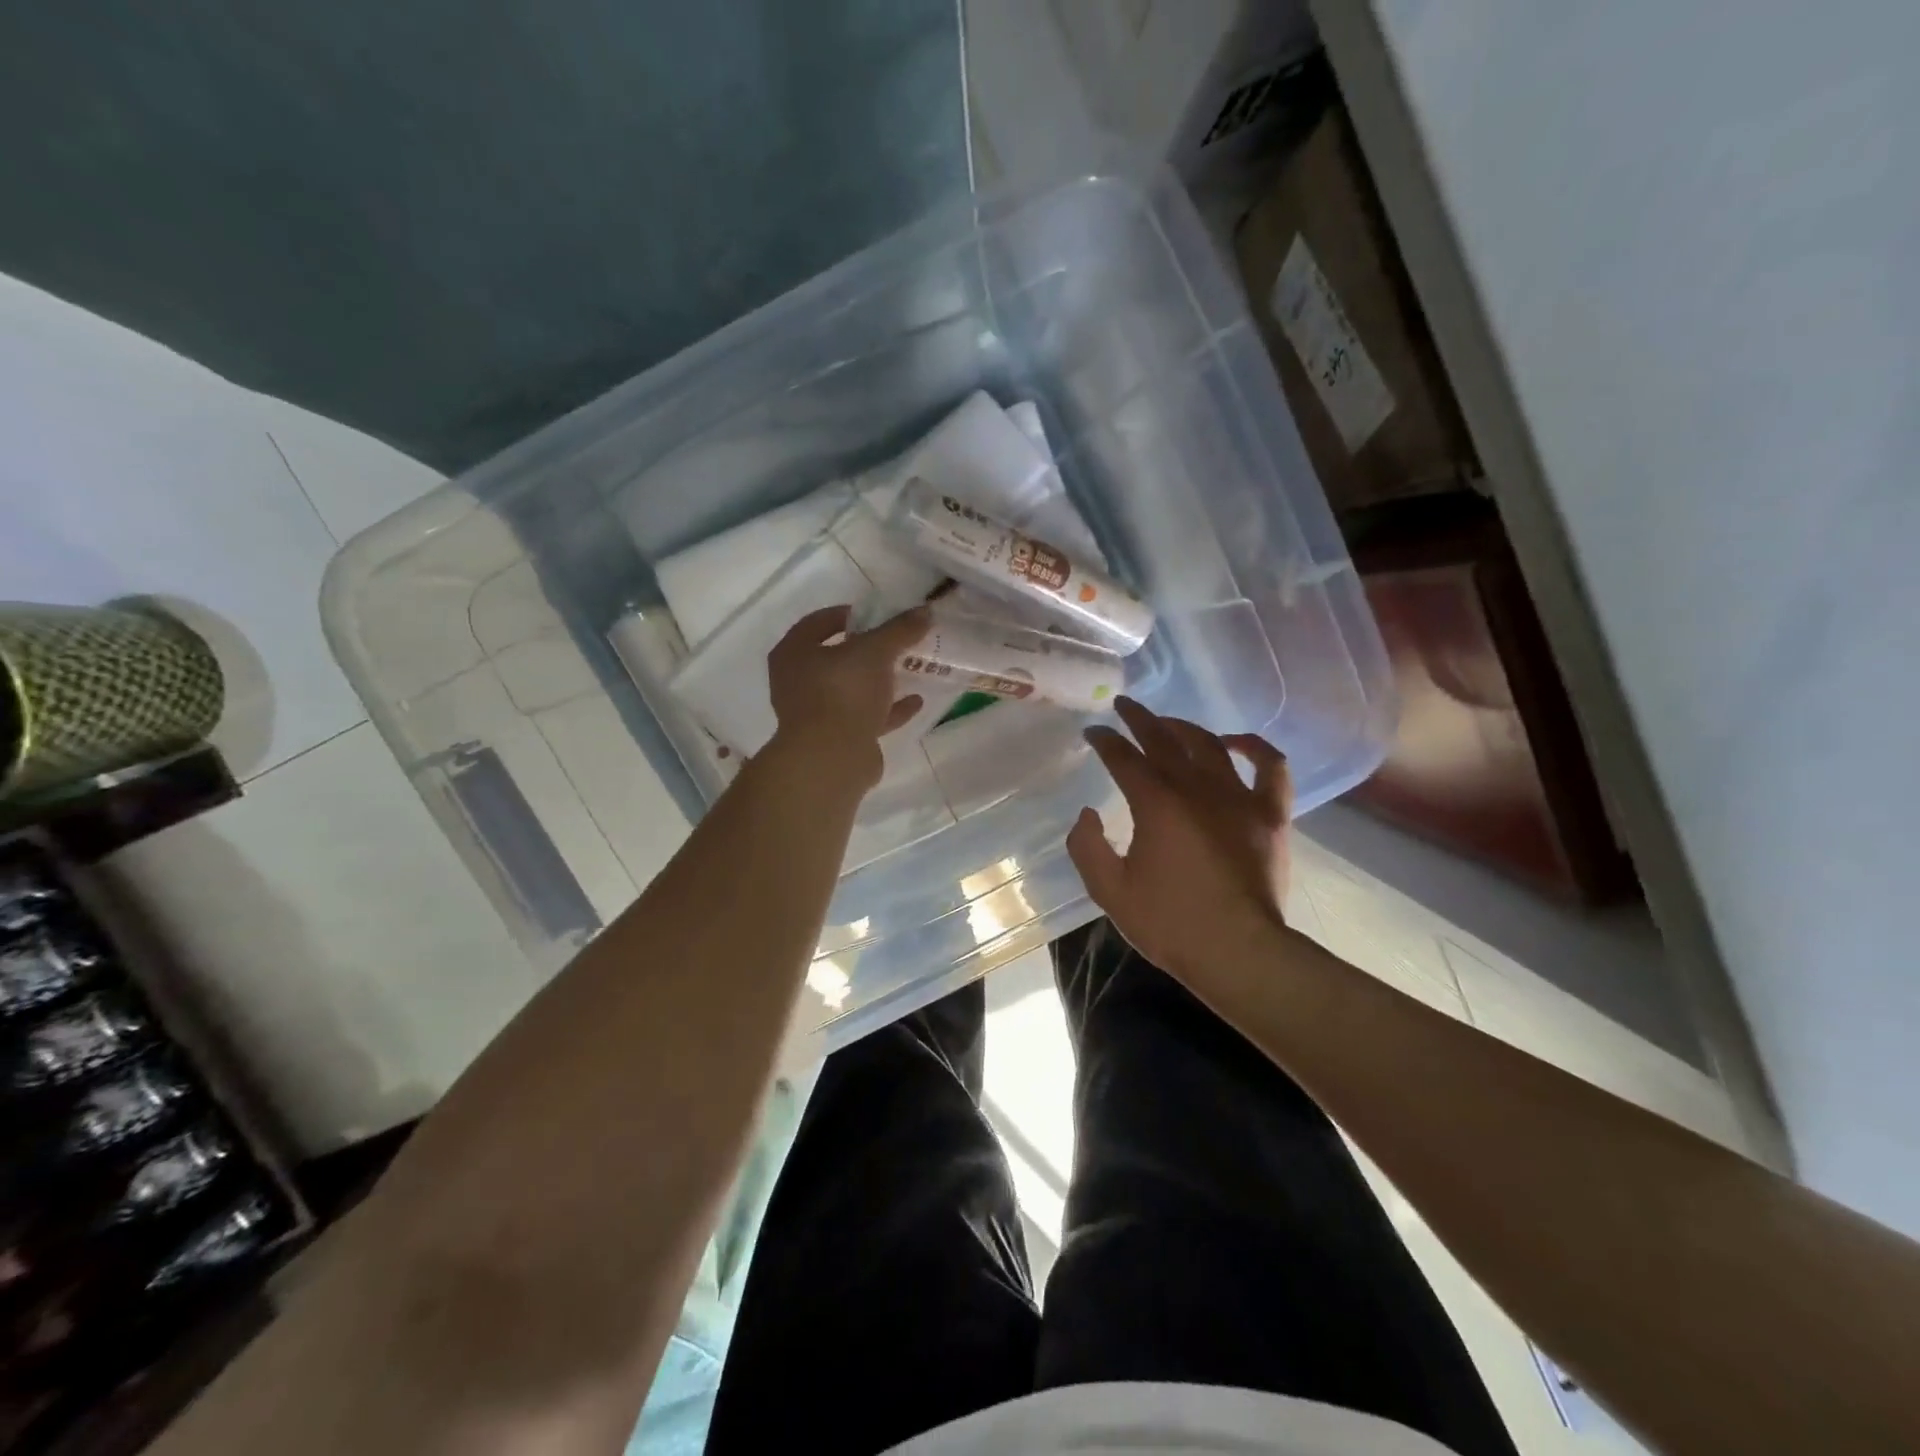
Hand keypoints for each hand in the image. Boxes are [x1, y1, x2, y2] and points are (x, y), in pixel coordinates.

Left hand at [766, 605, 930, 786]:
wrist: (832, 759)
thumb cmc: (843, 692)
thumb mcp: (876, 650)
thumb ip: (900, 629)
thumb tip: (925, 611)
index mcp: (793, 654)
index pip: (816, 623)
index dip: (845, 615)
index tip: (873, 615)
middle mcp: (797, 683)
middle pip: (835, 659)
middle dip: (866, 651)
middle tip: (894, 642)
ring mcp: (815, 715)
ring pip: (851, 691)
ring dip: (878, 682)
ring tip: (909, 670)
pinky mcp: (836, 740)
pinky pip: (865, 718)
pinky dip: (888, 710)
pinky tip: (915, 702)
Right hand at [1067, 697, 1292, 986]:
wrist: (1239, 952)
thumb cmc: (1170, 923)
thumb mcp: (1109, 891)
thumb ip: (1087, 847)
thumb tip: (1088, 814)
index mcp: (1156, 803)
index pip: (1124, 757)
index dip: (1105, 741)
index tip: (1093, 731)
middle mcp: (1196, 787)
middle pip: (1164, 739)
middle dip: (1139, 718)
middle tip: (1124, 705)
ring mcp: (1238, 797)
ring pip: (1210, 744)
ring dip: (1185, 727)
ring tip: (1167, 723)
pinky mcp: (1270, 814)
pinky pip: (1270, 767)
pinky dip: (1254, 747)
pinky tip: (1235, 742)